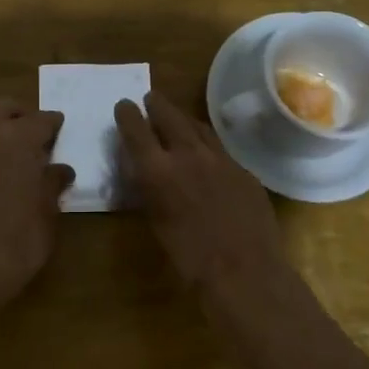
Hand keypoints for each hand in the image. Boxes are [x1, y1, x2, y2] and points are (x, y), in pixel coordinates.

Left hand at [0, 98, 73, 313]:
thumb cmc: (18, 243)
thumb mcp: (47, 214)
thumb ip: (52, 184)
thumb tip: (60, 169)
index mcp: (18, 141)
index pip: (41, 119)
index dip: (54, 124)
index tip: (60, 131)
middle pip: (3, 108)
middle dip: (21, 115)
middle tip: (36, 136)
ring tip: (15, 155)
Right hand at [114, 92, 287, 292]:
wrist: (244, 269)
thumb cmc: (189, 258)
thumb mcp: (156, 222)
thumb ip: (148, 190)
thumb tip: (142, 171)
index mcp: (158, 170)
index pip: (136, 129)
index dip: (127, 114)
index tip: (124, 105)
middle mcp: (188, 154)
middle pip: (170, 116)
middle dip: (157, 105)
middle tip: (150, 98)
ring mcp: (220, 158)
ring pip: (198, 127)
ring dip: (183, 119)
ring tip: (176, 117)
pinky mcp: (243, 169)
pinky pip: (220, 147)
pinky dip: (206, 142)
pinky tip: (206, 151)